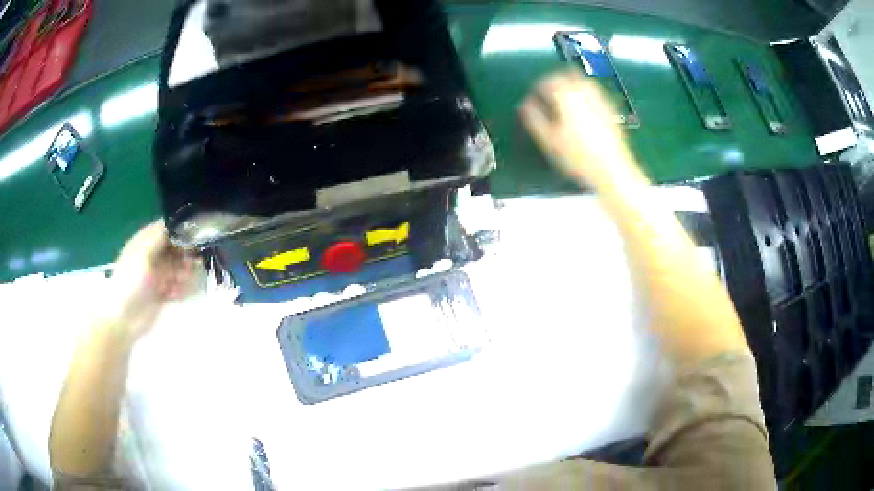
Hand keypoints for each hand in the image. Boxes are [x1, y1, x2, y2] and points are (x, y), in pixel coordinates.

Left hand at [103, 221, 199, 341]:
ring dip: (184, 274)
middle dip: (185, 254)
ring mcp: (158, 275)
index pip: (166, 227)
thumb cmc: (131, 283)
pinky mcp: (163, 293)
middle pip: (176, 247)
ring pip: (180, 267)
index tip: (195, 233)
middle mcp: (153, 255)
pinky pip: (179, 286)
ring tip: (180, 282)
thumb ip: (160, 237)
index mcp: (145, 241)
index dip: (181, 228)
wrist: (124, 319)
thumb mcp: (143, 254)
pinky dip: (182, 289)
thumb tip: (179, 223)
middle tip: (189, 264)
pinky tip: (177, 295)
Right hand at [519, 71, 641, 187]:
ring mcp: (600, 101)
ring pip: (583, 82)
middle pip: (567, 76)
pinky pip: (595, 94)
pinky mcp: (611, 111)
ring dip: (571, 84)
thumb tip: (525, 104)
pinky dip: (585, 95)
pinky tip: (583, 108)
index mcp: (567, 96)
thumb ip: (534, 118)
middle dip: (555, 81)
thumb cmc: (578, 157)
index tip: (533, 96)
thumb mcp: (548, 140)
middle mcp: (585, 93)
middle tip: (547, 92)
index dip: (538, 86)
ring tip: (564, 98)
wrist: (612, 171)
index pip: (548, 81)